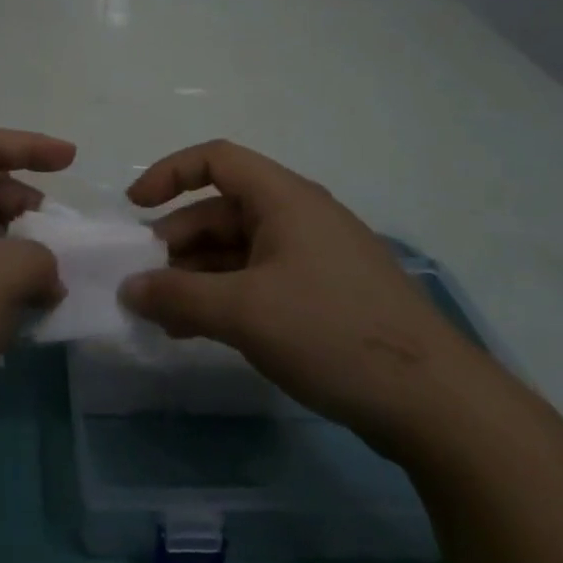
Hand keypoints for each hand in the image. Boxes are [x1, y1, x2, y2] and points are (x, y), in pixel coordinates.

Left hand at [0, 128, 74, 428]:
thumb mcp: (5, 274)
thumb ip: (41, 257)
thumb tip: (44, 274)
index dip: (31, 145)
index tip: (72, 160)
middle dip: (26, 201)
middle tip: (57, 234)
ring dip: (18, 247)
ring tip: (49, 280)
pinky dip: (2, 280)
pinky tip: (24, 311)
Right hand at [120, 140, 484, 442]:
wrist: (434, 403)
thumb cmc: (331, 332)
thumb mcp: (243, 312)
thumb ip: (177, 297)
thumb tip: (128, 289)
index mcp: (285, 199)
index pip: (217, 159)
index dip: (169, 174)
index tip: (135, 208)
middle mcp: (299, 217)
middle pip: (221, 211)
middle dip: (177, 242)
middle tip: (145, 282)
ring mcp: (314, 258)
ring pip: (238, 251)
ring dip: (197, 277)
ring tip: (165, 317)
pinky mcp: (325, 296)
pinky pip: (259, 281)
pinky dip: (225, 297)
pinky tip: (201, 331)